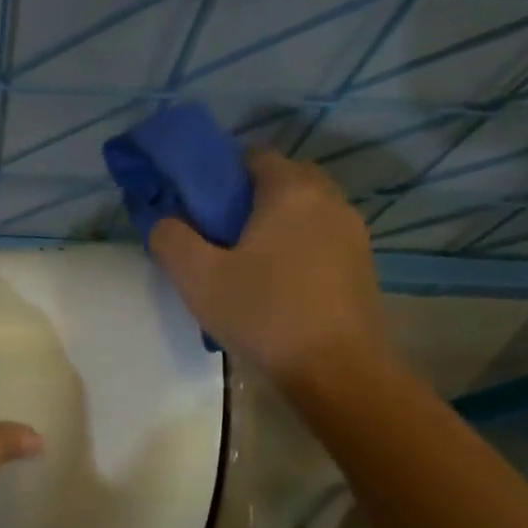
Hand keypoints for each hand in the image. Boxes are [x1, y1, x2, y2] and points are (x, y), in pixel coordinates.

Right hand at [149, 150, 393, 391]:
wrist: (337, 370)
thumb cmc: (264, 314)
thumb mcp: (198, 278)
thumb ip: (171, 239)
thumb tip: (164, 221)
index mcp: (290, 188)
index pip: (250, 157)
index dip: (218, 178)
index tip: (198, 213)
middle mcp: (329, 198)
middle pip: (279, 183)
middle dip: (246, 204)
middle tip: (218, 242)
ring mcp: (352, 232)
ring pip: (302, 215)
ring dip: (273, 231)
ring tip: (245, 272)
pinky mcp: (362, 265)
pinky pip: (319, 243)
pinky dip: (296, 254)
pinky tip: (277, 292)